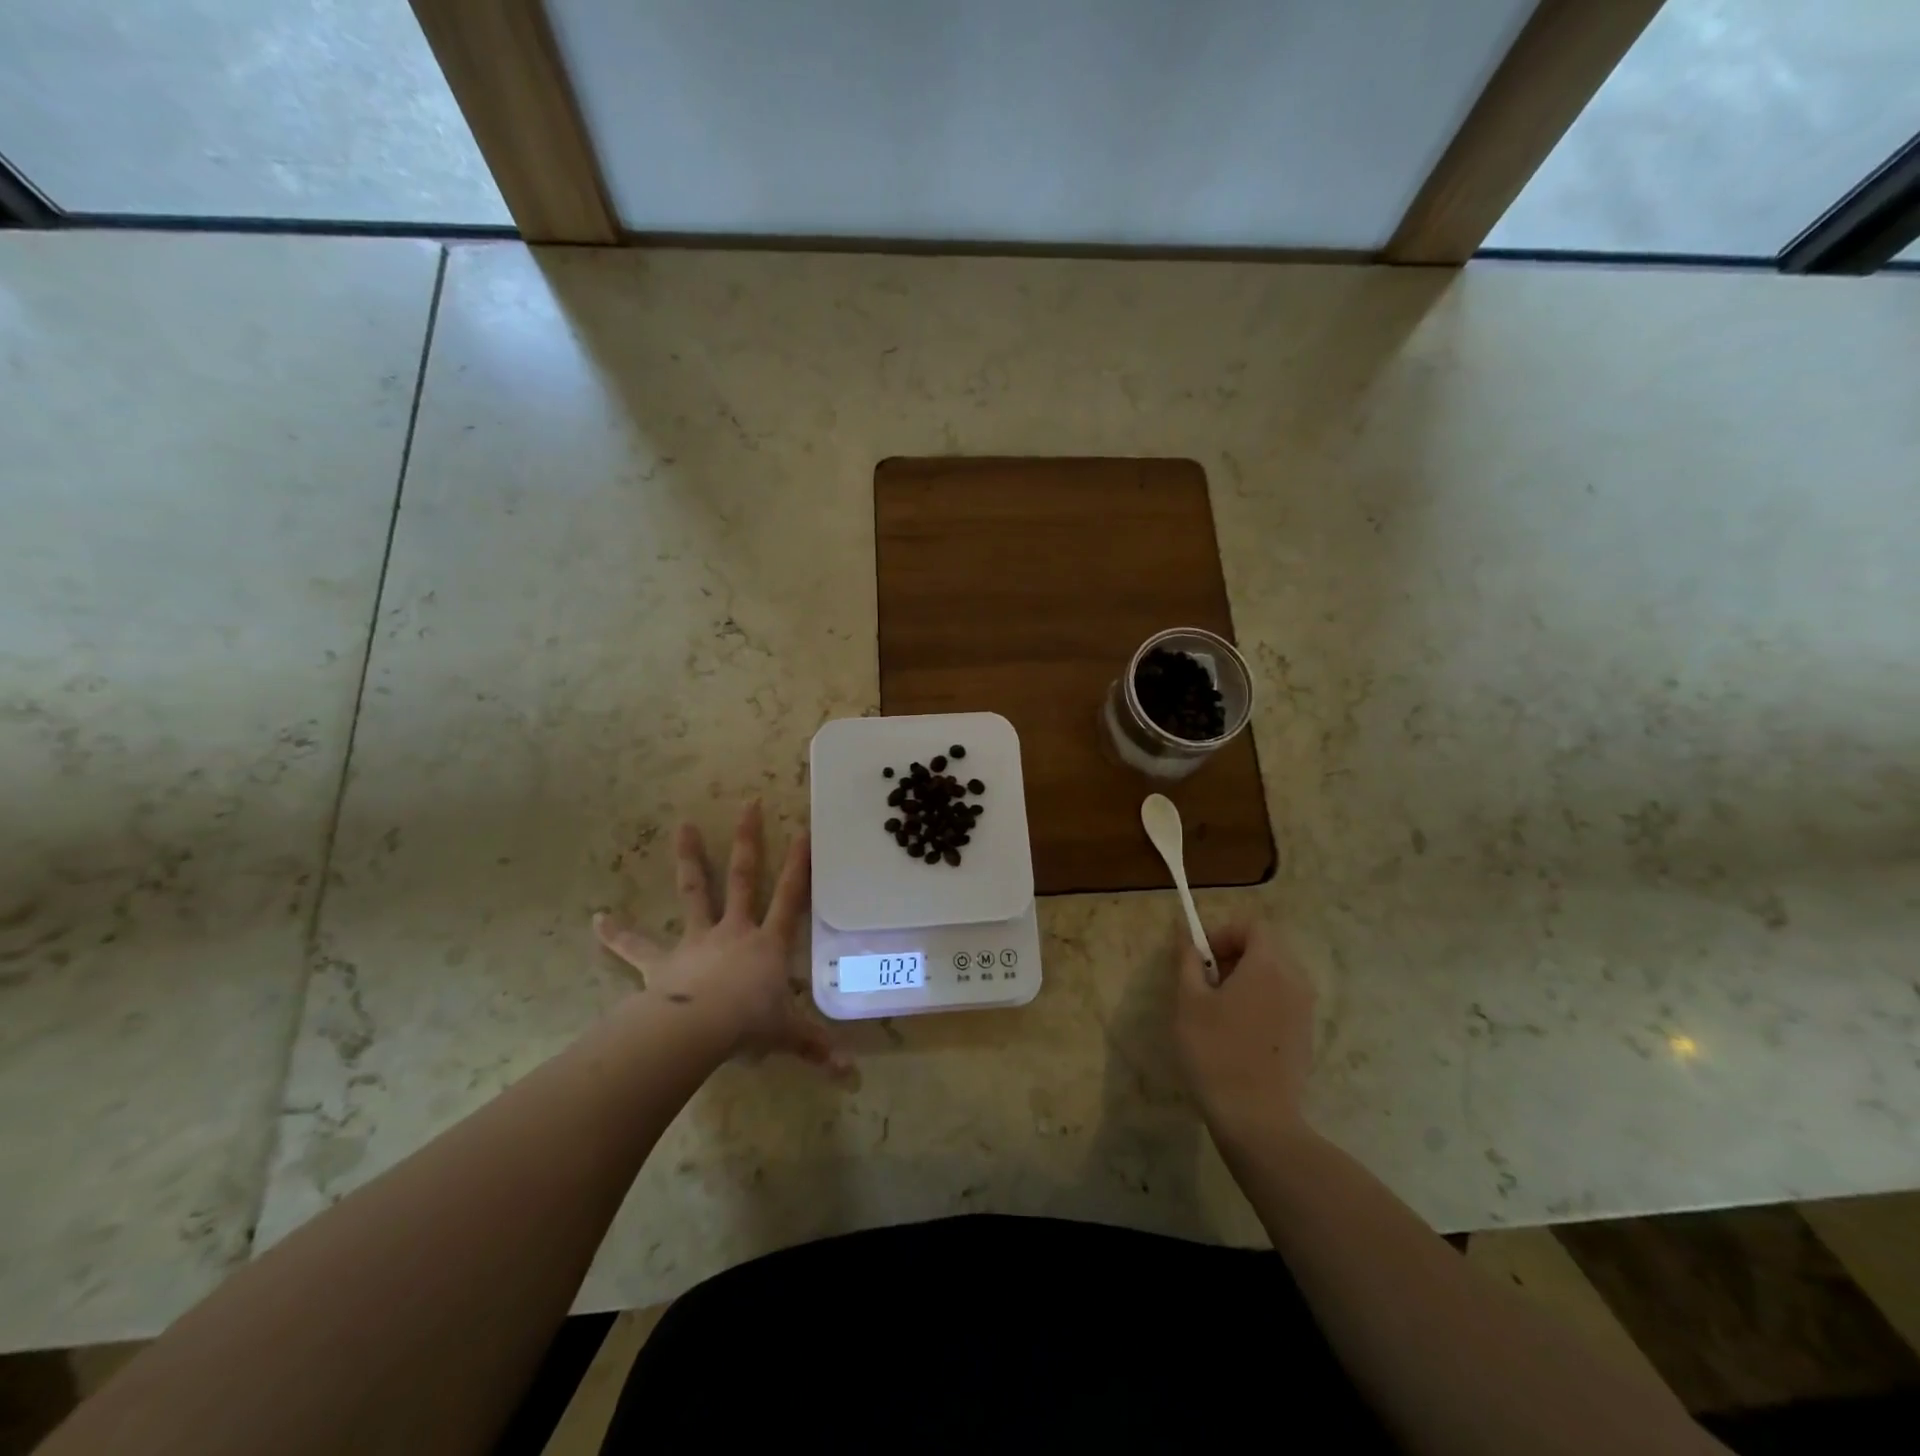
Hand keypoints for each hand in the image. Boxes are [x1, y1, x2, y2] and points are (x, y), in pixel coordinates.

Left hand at [594, 802, 847, 1075]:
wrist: (696, 1031)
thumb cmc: (747, 1025)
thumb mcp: (787, 1035)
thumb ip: (816, 1049)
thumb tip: (851, 1074)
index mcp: (767, 943)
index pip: (790, 897)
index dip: (800, 865)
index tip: (804, 830)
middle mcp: (733, 930)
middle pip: (743, 877)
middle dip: (748, 840)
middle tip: (749, 804)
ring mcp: (696, 940)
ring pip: (695, 891)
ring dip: (690, 858)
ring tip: (682, 826)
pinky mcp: (662, 961)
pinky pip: (636, 946)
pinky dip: (617, 933)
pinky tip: (597, 919)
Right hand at [1173, 919, 1314, 1144]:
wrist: (1257, 1119)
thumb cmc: (1215, 1052)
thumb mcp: (1189, 1001)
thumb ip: (1188, 960)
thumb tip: (1185, 933)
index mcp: (1268, 966)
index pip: (1253, 926)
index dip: (1223, 933)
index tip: (1201, 958)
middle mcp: (1295, 980)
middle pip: (1267, 947)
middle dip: (1234, 954)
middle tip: (1206, 981)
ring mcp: (1305, 1010)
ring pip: (1276, 974)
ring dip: (1247, 977)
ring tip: (1219, 1007)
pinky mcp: (1306, 1035)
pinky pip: (1283, 999)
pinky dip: (1261, 1000)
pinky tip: (1239, 1032)